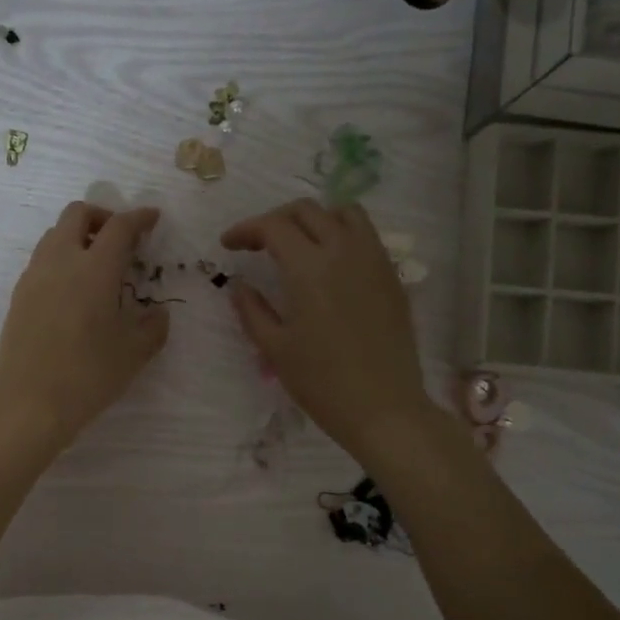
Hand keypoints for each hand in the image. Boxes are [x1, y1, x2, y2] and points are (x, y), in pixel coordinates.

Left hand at [0, 202, 170, 454]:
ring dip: (78, 236)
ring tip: (98, 266)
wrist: (27, 403)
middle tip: (121, 240)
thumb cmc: (88, 375)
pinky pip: (42, 260)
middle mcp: (61, 261)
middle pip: (77, 214)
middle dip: (102, 217)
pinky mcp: (18, 296)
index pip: (119, 227)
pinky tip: (74, 292)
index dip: (139, 218)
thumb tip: (157, 313)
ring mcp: (34, 276)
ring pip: (55, 235)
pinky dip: (62, 259)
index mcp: (95, 268)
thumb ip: (153, 326)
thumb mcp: (134, 353)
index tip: (152, 219)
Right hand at [221, 199, 438, 464]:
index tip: (228, 245)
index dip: (246, 230)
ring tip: (298, 243)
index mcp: (309, 269)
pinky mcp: (392, 277)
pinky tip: (330, 263)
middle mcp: (344, 252)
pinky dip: (342, 233)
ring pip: (344, 213)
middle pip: (307, 210)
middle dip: (275, 220)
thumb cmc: (321, 382)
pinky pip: (366, 235)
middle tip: (257, 244)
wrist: (383, 408)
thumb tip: (239, 285)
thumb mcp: (274, 348)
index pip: (273, 227)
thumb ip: (252, 309)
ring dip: (314, 219)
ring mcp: (374, 261)